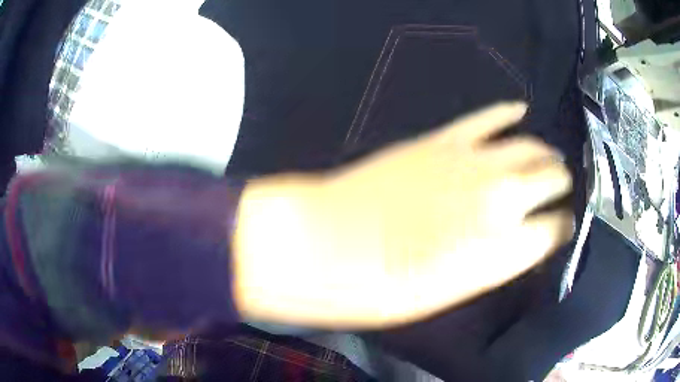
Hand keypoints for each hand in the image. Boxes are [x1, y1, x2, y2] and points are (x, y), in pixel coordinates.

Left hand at [233, 103, 573, 328]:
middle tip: (561, 186)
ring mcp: (474, 161)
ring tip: (550, 158)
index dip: (563, 227)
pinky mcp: (444, 139)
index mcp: (504, 250)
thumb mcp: (451, 292)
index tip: (564, 226)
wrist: (327, 245)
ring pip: (530, 145)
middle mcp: (502, 199)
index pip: (556, 230)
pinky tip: (522, 110)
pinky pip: (489, 117)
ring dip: (545, 152)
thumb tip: (521, 242)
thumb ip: (495, 263)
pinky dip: (509, 113)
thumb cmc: (383, 287)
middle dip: (561, 183)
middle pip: (552, 178)